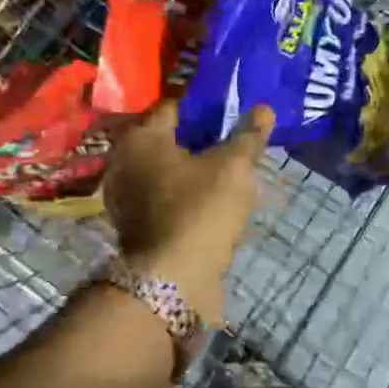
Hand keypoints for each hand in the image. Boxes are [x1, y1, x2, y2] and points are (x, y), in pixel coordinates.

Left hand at [103, 99, 273, 321]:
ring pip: (165, 169)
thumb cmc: (201, 210)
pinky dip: (182, 193)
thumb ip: (248, 136)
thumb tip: (264, 109)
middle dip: (199, 139)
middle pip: (168, 139)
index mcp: (142, 137)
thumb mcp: (234, 168)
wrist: (172, 280)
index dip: (205, 107)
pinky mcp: (133, 224)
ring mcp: (125, 195)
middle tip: (233, 142)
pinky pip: (162, 196)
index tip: (232, 113)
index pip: (174, 107)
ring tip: (226, 172)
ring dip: (191, 168)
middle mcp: (124, 160)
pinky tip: (209, 201)